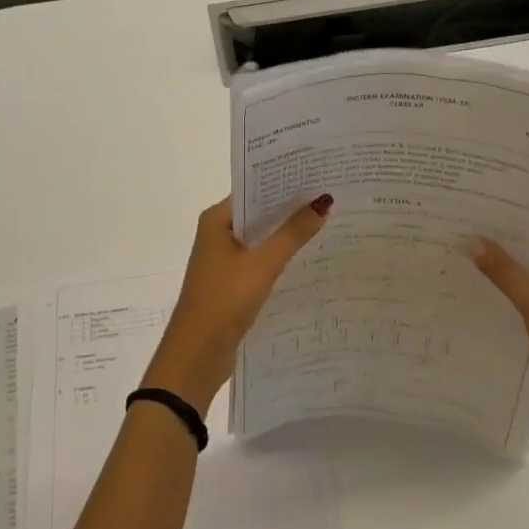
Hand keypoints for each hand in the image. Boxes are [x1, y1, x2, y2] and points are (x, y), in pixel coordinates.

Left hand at [142, 195, 332, 412]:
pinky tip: (308, 256)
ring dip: (287, 233)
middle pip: (259, 213)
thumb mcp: (263, 264)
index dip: (284, 182)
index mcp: (216, 220)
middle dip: (291, 207)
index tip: (318, 174)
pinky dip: (281, 256)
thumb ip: (293, 233)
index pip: (253, 190)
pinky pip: (261, 260)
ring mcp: (224, 260)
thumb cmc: (225, 299)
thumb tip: (323, 202)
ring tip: (328, 221)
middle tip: (331, 195)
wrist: (197, 354)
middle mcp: (218, 234)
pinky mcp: (233, 283)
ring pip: (262, 238)